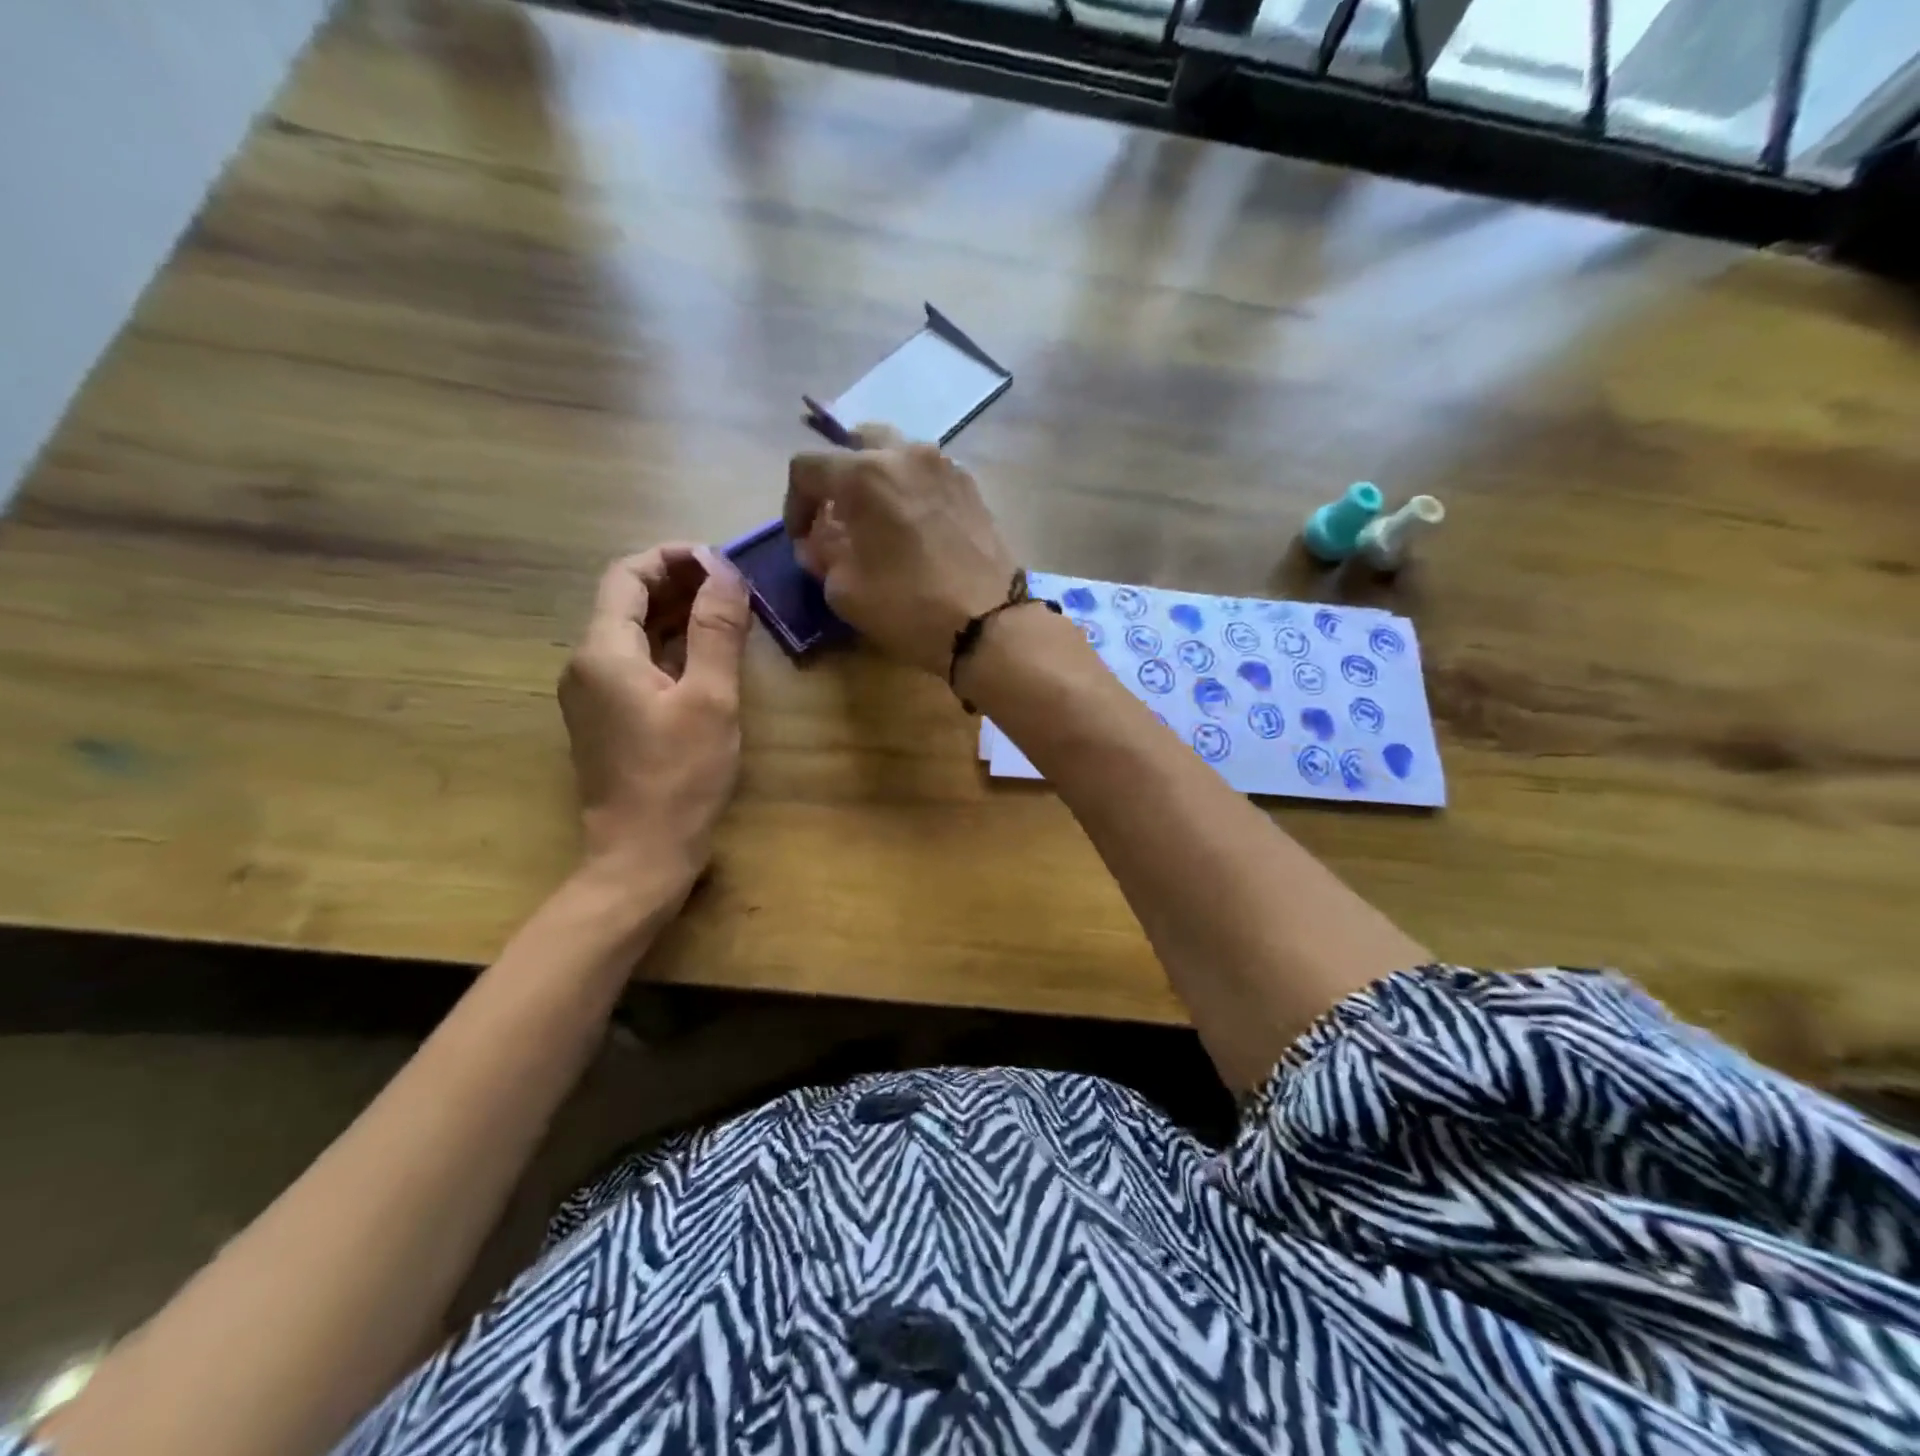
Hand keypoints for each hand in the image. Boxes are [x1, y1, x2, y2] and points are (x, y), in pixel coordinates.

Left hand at [559, 545, 750, 896]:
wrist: (641, 855)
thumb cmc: (680, 777)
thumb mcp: (710, 699)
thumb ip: (716, 630)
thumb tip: (724, 570)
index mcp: (603, 652)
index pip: (627, 575)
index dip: (673, 558)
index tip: (721, 562)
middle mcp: (586, 665)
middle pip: (627, 601)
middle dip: (679, 583)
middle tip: (734, 586)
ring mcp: (593, 694)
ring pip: (633, 633)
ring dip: (678, 615)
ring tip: (729, 613)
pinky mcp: (607, 718)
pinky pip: (636, 664)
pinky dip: (671, 647)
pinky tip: (708, 655)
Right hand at [785, 424, 1016, 675]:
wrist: (990, 623)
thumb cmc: (909, 606)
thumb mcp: (845, 590)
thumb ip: (821, 556)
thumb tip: (817, 543)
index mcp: (866, 474)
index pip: (808, 467)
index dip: (794, 503)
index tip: (802, 539)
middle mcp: (906, 454)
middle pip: (857, 443)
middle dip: (838, 478)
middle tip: (837, 518)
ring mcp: (945, 467)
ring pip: (897, 454)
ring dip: (877, 480)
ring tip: (877, 522)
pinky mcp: (972, 487)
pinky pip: (928, 475)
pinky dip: (910, 491)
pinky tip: (913, 528)